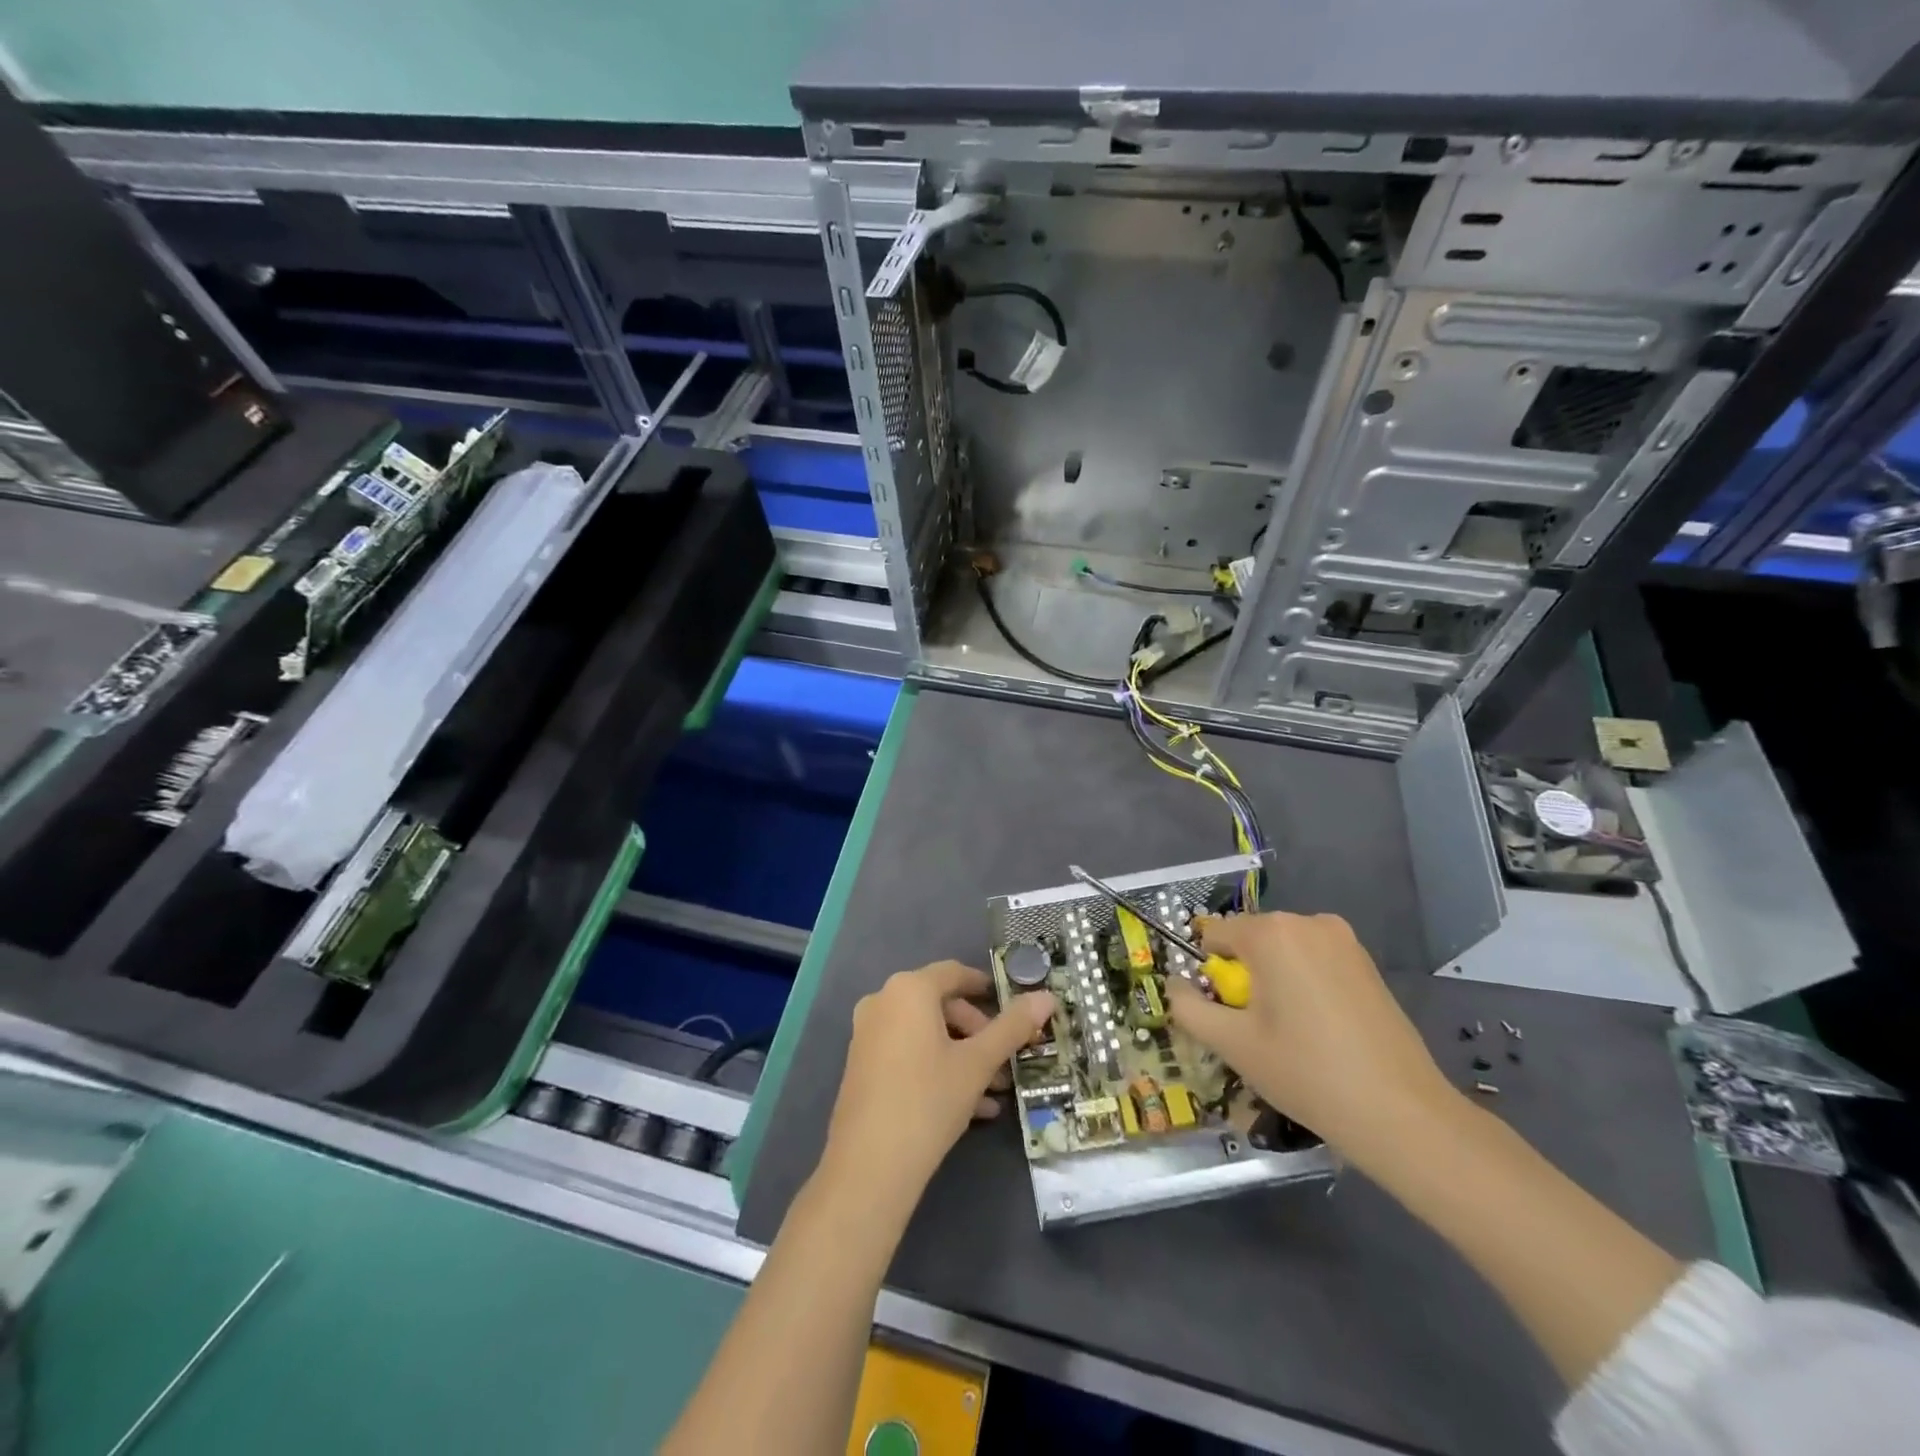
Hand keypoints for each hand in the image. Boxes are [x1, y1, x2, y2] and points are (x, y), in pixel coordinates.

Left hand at [822, 961, 1054, 1212]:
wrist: (869, 1167)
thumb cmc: (928, 1100)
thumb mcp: (978, 1063)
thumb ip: (1012, 1027)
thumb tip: (1046, 997)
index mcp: (909, 989)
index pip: (955, 973)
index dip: (986, 987)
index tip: (1014, 1006)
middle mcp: (882, 1002)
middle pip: (941, 1005)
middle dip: (978, 1032)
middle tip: (1005, 1061)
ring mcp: (867, 1034)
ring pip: (926, 1034)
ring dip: (963, 1056)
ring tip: (995, 1091)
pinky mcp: (862, 1066)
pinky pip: (908, 1054)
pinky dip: (938, 1069)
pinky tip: (970, 1107)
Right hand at [1164, 911, 1458, 1163]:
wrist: (1401, 1113)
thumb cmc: (1306, 1072)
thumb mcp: (1232, 1044)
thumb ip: (1189, 1008)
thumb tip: (1174, 985)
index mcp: (1271, 932)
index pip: (1214, 935)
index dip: (1209, 973)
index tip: (1225, 1013)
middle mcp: (1307, 922)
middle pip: (1250, 941)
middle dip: (1244, 977)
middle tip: (1255, 1029)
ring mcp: (1343, 940)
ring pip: (1283, 952)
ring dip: (1273, 981)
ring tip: (1289, 1033)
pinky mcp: (1367, 963)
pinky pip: (1314, 962)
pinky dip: (1303, 985)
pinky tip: (1319, 1030)